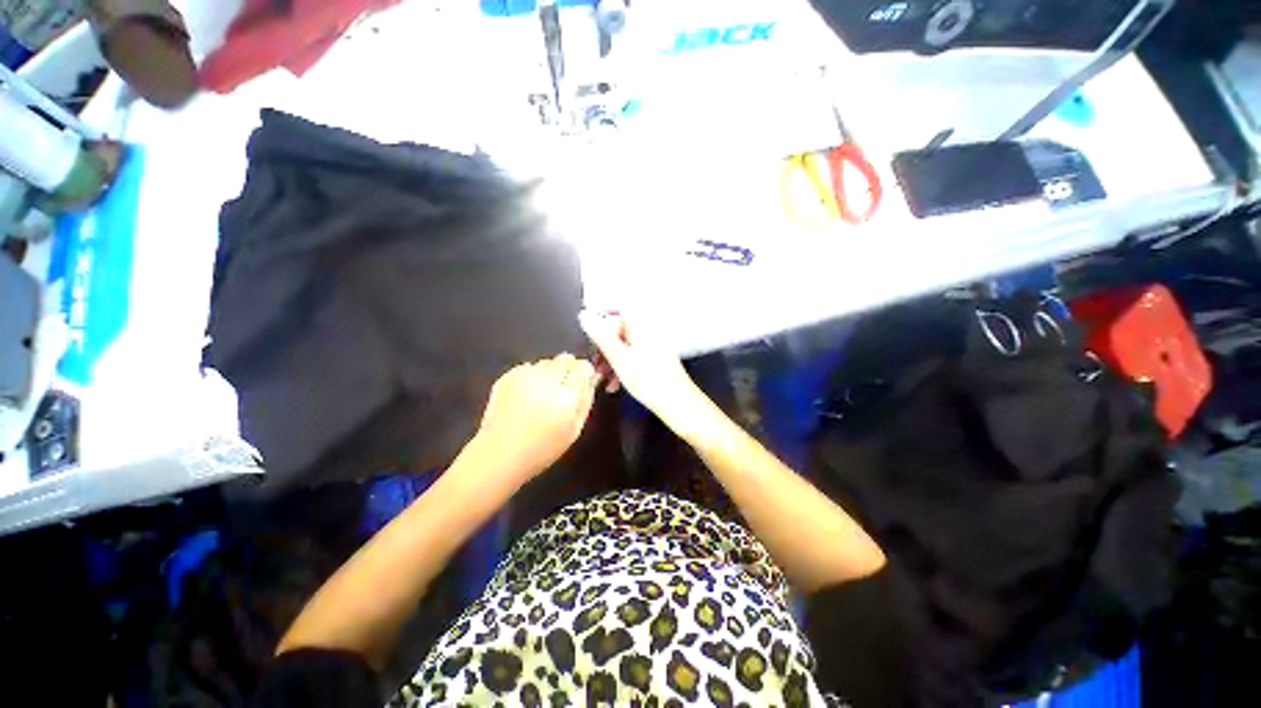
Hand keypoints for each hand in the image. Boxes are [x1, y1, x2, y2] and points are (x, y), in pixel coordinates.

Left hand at [474, 354, 598, 482]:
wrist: (497, 456)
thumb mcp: (574, 430)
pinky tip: (528, 393)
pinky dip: (532, 374)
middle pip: (565, 358)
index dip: (585, 372)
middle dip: (569, 368)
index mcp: (566, 397)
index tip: (584, 381)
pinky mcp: (506, 378)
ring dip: (551, 371)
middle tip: (565, 387)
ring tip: (545, 392)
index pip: (583, 367)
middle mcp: (545, 382)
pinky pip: (528, 367)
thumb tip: (592, 378)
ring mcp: (524, 378)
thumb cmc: (541, 450)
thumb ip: (586, 400)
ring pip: (547, 361)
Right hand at [579, 310, 714, 438]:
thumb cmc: (650, 380)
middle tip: (593, 362)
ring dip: (610, 360)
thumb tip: (585, 315)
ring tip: (601, 379)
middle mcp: (648, 332)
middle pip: (619, 329)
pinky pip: (632, 357)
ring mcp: (652, 347)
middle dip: (603, 345)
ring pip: (624, 346)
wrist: (678, 404)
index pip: (619, 307)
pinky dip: (621, 367)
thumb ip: (601, 336)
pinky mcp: (655, 361)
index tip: (587, 327)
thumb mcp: (619, 358)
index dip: (601, 312)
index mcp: (641, 326)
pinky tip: (614, 385)